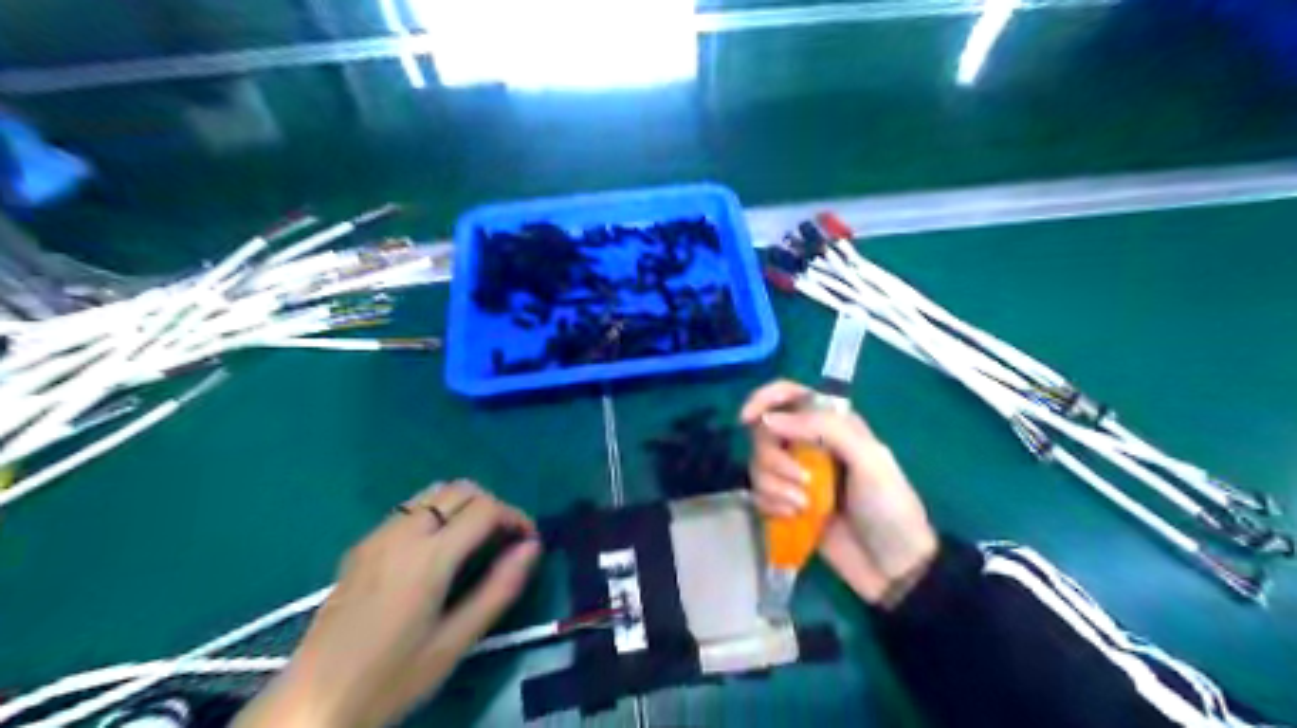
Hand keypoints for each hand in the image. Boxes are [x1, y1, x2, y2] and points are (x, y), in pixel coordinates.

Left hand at [235, 477, 541, 727]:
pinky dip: (436, 511)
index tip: (528, 541)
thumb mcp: (455, 642)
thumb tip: (532, 547)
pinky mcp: (361, 545)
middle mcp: (403, 532)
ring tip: (475, 540)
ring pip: (433, 491)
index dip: (515, 517)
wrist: (314, 702)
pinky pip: (409, 508)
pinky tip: (437, 549)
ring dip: (463, 504)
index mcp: (429, 556)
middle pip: (461, 489)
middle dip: (492, 505)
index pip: (486, 509)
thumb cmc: (392, 678)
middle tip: (504, 540)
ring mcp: (378, 535)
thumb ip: (499, 589)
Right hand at [741, 382, 942, 606]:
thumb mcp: (868, 459)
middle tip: (801, 479)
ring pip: (759, 464)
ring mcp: (797, 475)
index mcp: (832, 423)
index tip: (747, 419)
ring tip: (803, 506)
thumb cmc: (888, 506)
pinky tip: (794, 516)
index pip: (789, 394)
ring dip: (775, 485)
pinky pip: (760, 493)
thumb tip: (769, 420)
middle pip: (765, 431)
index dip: (764, 399)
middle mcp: (809, 443)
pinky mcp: (787, 503)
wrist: (894, 566)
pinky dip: (772, 504)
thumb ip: (823, 429)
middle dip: (774, 457)